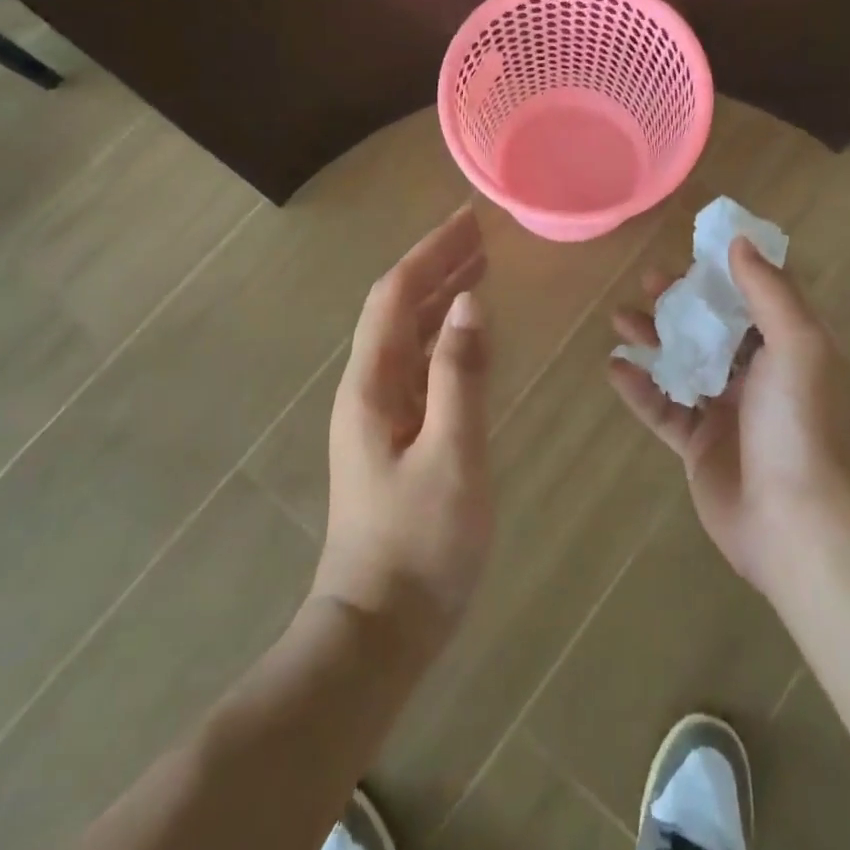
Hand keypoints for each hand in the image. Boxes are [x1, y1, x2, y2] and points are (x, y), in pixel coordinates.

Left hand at [312, 206, 491, 659]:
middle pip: (398, 306)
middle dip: (437, 264)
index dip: (431, 252)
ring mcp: (377, 412)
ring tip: (479, 268)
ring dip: (440, 295)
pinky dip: (443, 334)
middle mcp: (368, 386)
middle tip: (481, 234)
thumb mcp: (452, 454)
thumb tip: (471, 301)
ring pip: (407, 334)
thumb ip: (461, 375)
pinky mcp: (393, 435)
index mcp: (373, 383)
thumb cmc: (421, 543)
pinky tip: (467, 334)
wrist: (378, 628)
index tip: (468, 220)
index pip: (397, 294)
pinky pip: (418, 363)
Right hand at [608, 238, 849, 600]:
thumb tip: (740, 241)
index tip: (692, 253)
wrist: (802, 526)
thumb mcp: (798, 344)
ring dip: (654, 339)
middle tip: (648, 283)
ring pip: (684, 364)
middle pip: (714, 329)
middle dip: (682, 304)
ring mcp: (729, 413)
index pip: (756, 299)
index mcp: (791, 349)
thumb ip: (768, 291)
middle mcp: (762, 377)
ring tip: (619, 318)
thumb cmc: (803, 423)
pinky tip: (615, 369)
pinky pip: (664, 409)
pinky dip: (640, 389)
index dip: (726, 275)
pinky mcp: (701, 448)